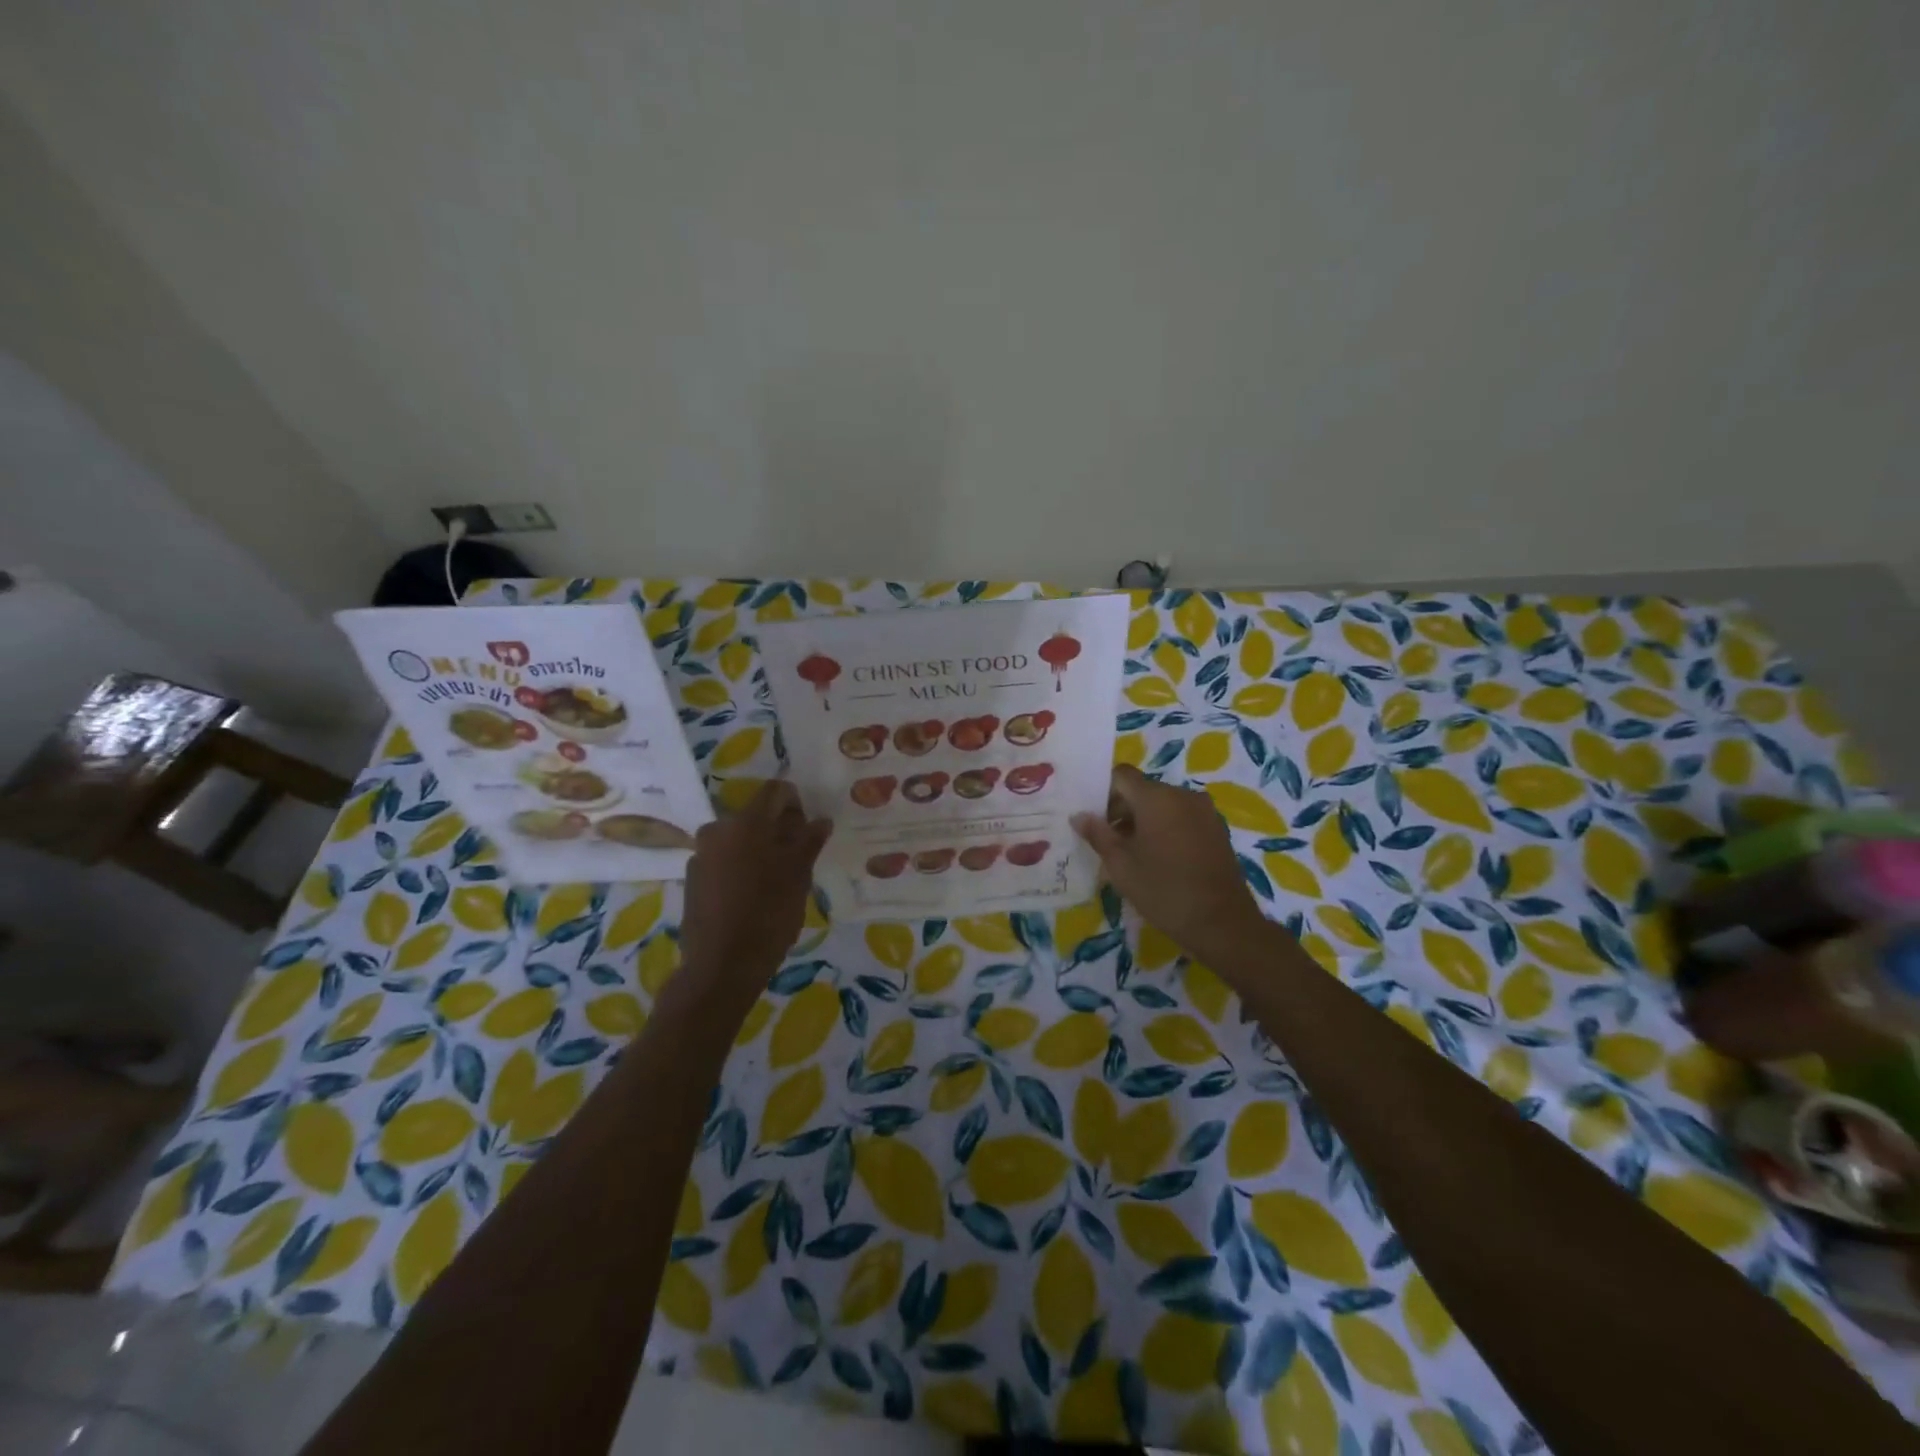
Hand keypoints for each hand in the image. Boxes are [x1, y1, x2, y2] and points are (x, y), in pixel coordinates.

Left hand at [677, 781, 829, 1017]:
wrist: (721, 967)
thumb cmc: (767, 914)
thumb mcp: (798, 876)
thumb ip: (809, 842)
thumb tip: (820, 820)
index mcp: (745, 822)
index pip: (774, 792)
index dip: (796, 803)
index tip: (808, 829)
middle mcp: (717, 830)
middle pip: (755, 816)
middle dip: (779, 830)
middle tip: (798, 858)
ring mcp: (700, 856)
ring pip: (739, 840)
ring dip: (760, 850)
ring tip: (778, 880)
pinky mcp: (693, 880)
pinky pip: (723, 861)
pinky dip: (741, 867)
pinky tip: (754, 896)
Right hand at [1072, 765, 1275, 963]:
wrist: (1222, 923)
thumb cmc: (1164, 891)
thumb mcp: (1121, 865)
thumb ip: (1098, 834)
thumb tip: (1079, 816)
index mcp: (1156, 797)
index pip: (1121, 775)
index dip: (1103, 792)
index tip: (1094, 819)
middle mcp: (1182, 795)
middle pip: (1143, 789)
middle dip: (1122, 809)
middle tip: (1108, 841)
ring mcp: (1204, 811)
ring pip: (1163, 804)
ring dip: (1144, 820)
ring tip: (1133, 853)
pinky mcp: (1216, 829)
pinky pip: (1182, 817)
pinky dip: (1166, 828)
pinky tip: (1160, 858)